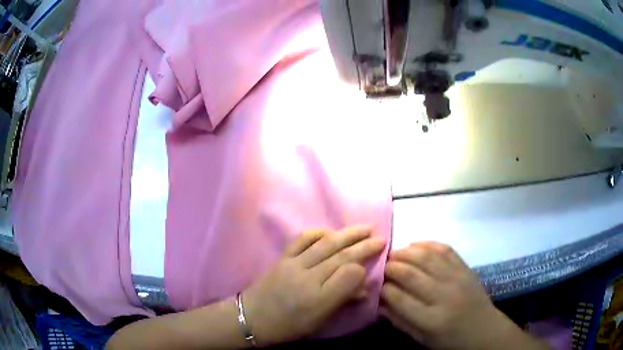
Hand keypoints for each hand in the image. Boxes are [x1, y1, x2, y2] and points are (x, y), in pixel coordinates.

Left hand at [243, 226, 385, 345]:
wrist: (252, 317)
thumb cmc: (288, 326)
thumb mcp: (319, 322)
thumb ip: (342, 302)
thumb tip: (363, 287)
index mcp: (319, 300)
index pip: (349, 275)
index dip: (363, 269)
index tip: (372, 267)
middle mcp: (308, 278)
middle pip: (341, 256)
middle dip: (364, 246)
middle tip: (381, 238)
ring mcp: (294, 264)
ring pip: (326, 244)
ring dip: (347, 234)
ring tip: (365, 228)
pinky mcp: (283, 257)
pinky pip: (302, 240)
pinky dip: (318, 233)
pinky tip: (331, 231)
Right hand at [381, 242, 548, 349]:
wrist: (484, 330)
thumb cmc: (450, 340)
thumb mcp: (422, 339)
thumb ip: (399, 321)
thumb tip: (379, 303)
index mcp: (430, 320)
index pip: (399, 298)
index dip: (382, 288)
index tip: (375, 283)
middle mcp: (443, 295)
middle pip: (410, 274)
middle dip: (390, 266)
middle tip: (380, 264)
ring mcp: (457, 278)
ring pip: (426, 257)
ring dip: (406, 251)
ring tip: (394, 253)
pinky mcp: (466, 268)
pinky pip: (445, 249)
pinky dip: (428, 243)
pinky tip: (416, 244)